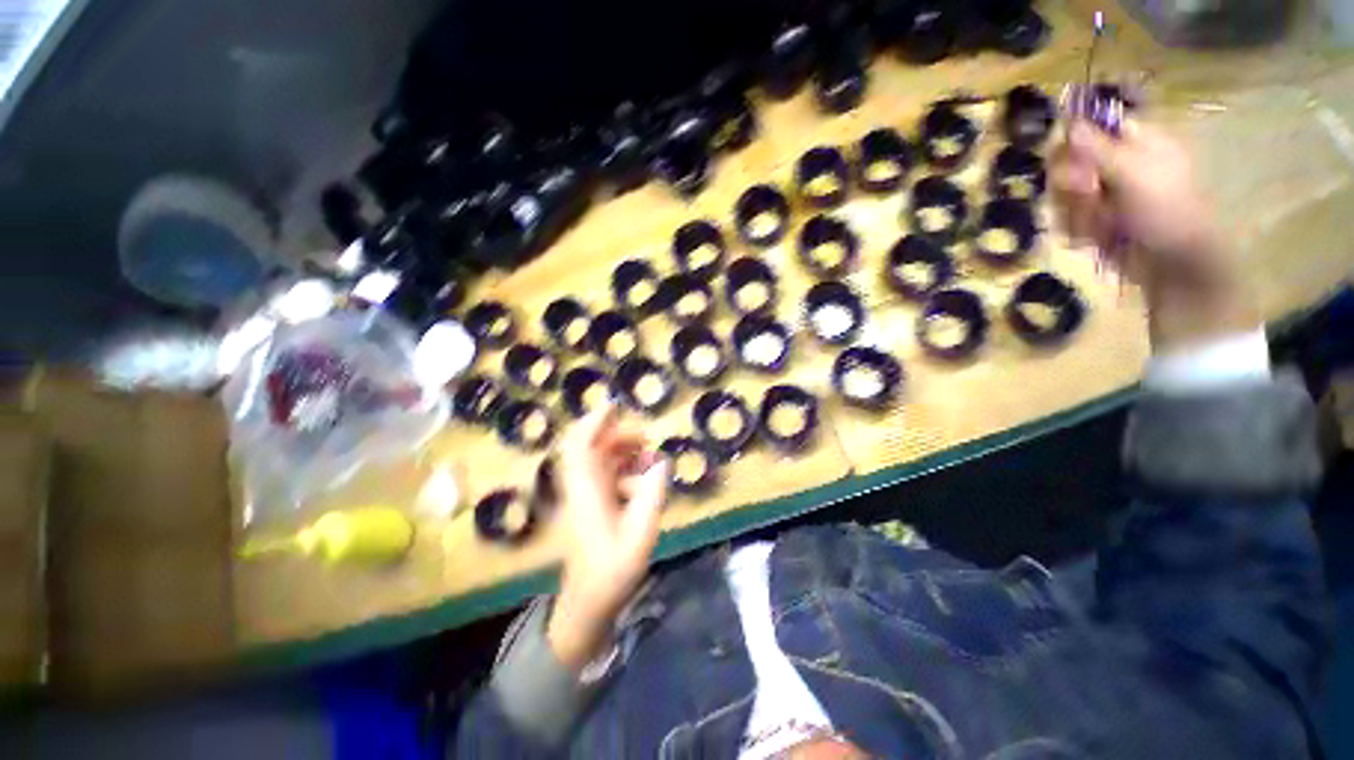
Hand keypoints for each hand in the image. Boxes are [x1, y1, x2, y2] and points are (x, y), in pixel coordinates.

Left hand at [547, 403, 668, 671]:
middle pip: (591, 448)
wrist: (589, 603)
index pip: (581, 445)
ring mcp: (585, 496)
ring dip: (622, 453)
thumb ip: (653, 493)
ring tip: (648, 456)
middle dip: (617, 436)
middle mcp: (582, 487)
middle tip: (645, 438)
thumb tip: (661, 462)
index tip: (615, 406)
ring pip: (599, 461)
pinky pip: (605, 475)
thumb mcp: (641, 531)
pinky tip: (642, 479)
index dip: (594, 422)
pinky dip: (623, 469)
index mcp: (587, 490)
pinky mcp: (592, 505)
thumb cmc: (612, 569)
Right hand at [1052, 119, 1260, 349]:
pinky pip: (1069, 219)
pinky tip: (1095, 239)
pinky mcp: (1097, 222)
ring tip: (1098, 226)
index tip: (1068, 155)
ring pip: (1065, 196)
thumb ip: (1099, 147)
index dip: (1075, 140)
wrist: (1172, 265)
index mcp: (1138, 143)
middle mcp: (1119, 166)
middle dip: (1072, 183)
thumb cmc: (1164, 211)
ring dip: (1076, 213)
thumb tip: (1070, 122)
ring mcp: (1107, 196)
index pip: (1094, 127)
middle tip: (1087, 194)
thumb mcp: (1133, 172)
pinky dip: (1077, 231)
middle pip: (1071, 163)